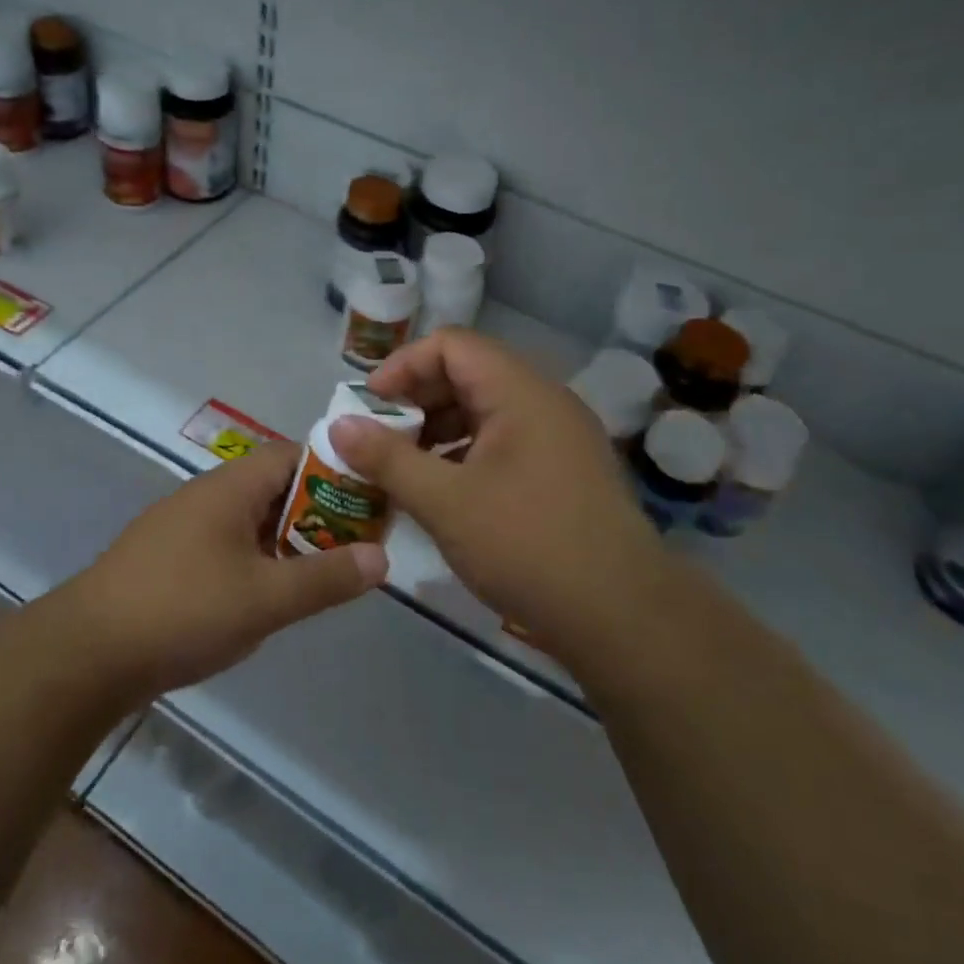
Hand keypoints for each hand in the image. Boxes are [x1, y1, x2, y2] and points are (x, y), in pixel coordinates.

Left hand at [63, 443, 387, 700]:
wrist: (87, 653)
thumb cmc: (183, 610)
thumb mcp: (265, 598)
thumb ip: (325, 578)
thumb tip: (382, 558)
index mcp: (230, 487)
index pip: (294, 454)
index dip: (337, 470)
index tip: (372, 499)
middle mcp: (207, 495)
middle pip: (275, 487)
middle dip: (319, 512)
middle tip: (358, 545)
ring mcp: (184, 526)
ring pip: (252, 520)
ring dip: (288, 540)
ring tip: (325, 572)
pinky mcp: (170, 558)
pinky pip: (228, 545)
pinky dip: (258, 560)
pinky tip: (271, 594)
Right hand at [328, 327, 665, 663]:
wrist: (624, 618)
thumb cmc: (528, 546)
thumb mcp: (445, 502)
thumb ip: (387, 459)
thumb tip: (339, 425)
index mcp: (520, 392)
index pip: (451, 345)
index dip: (403, 366)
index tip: (370, 406)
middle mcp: (545, 402)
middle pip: (468, 374)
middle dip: (416, 401)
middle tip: (380, 439)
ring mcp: (559, 437)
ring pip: (485, 410)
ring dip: (438, 430)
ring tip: (404, 468)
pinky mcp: (564, 471)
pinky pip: (504, 441)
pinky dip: (465, 454)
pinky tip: (443, 492)